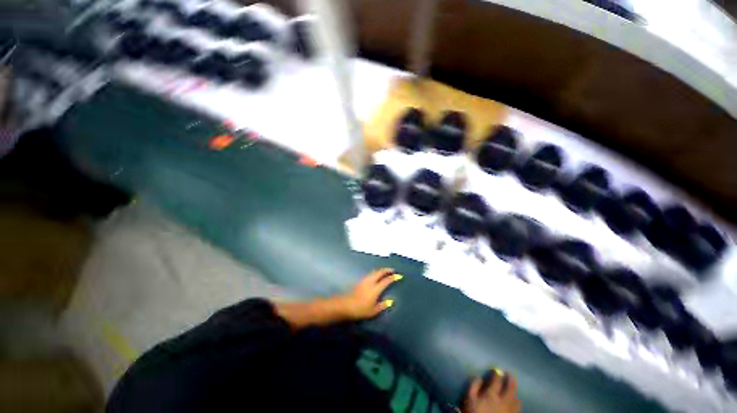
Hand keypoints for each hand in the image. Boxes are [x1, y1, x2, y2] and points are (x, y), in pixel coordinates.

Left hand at [337, 268, 400, 319]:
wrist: (346, 305)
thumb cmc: (360, 309)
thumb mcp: (373, 311)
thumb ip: (382, 305)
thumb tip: (390, 301)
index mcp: (375, 289)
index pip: (386, 281)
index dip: (392, 278)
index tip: (398, 276)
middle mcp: (370, 282)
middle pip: (379, 272)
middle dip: (386, 270)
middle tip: (391, 270)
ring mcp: (364, 280)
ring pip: (374, 272)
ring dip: (380, 271)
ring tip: (384, 272)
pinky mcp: (360, 281)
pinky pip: (370, 274)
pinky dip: (375, 273)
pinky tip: (375, 276)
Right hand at [463, 373, 520, 412]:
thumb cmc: (474, 412)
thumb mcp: (469, 398)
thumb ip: (474, 386)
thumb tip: (479, 377)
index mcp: (492, 394)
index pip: (496, 380)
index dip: (497, 373)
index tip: (496, 369)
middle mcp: (503, 401)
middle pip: (510, 388)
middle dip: (510, 379)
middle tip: (509, 373)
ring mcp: (509, 410)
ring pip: (516, 398)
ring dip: (514, 391)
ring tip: (513, 387)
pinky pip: (518, 407)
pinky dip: (517, 401)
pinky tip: (515, 400)